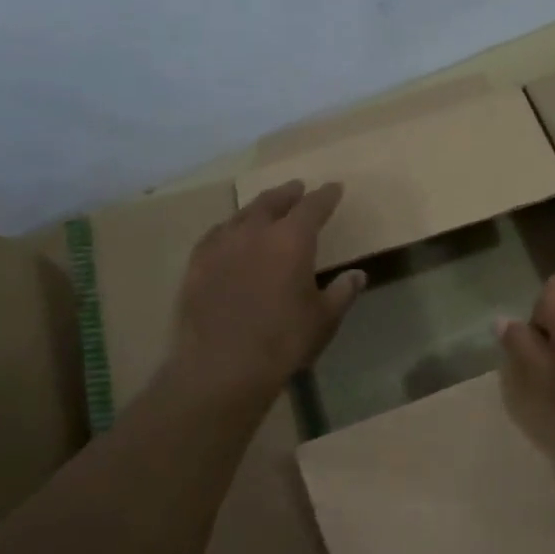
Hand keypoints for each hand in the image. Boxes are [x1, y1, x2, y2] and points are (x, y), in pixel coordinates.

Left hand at [166, 180, 364, 403]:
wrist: (222, 365)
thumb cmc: (283, 340)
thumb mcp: (324, 318)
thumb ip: (342, 292)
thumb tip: (358, 275)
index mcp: (292, 240)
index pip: (313, 207)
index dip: (326, 196)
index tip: (335, 188)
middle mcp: (255, 232)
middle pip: (273, 202)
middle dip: (288, 193)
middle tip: (297, 188)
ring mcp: (221, 246)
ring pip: (242, 215)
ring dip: (258, 208)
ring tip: (265, 208)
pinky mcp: (197, 264)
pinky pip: (216, 235)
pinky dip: (230, 228)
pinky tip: (229, 235)